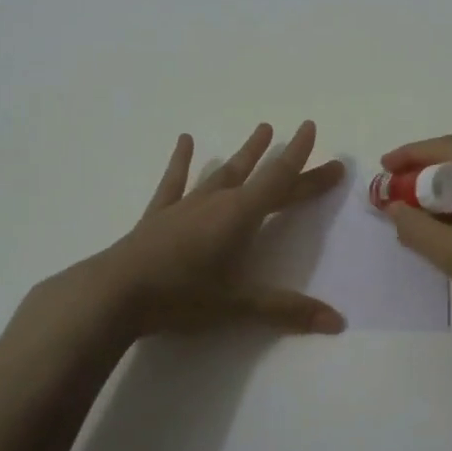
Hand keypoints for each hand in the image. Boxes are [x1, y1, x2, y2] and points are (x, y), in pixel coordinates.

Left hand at [93, 120, 347, 337]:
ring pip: (223, 172)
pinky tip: (186, 140)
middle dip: (288, 161)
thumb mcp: (237, 305)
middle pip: (261, 177)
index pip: (279, 181)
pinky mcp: (160, 215)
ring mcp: (186, 205)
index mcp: (239, 216)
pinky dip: (182, 161)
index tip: (312, 128)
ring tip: (262, 129)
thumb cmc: (180, 296)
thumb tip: (338, 322)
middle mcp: (216, 201)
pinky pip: (176, 181)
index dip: (300, 157)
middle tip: (306, 136)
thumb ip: (287, 310)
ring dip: (245, 153)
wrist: (114, 294)